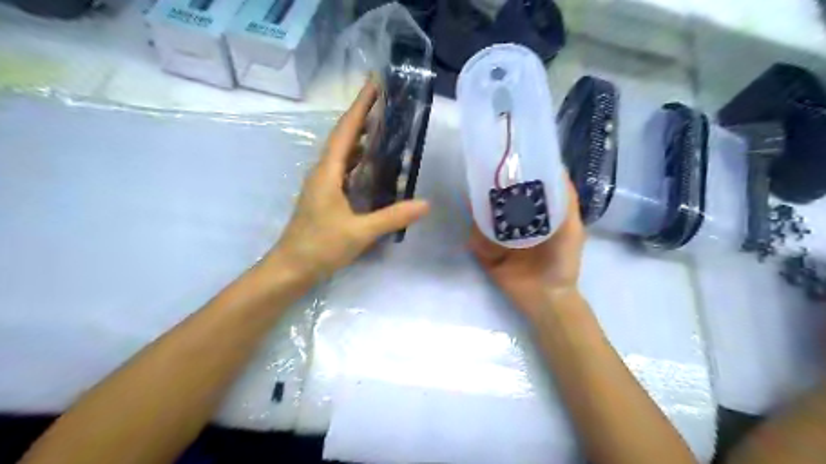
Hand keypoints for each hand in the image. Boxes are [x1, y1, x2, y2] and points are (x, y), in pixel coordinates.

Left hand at [272, 81, 432, 280]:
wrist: (290, 268)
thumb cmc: (320, 247)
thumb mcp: (360, 232)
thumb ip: (393, 217)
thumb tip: (425, 203)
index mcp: (327, 172)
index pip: (347, 131)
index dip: (361, 106)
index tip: (374, 84)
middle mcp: (322, 172)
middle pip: (343, 137)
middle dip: (362, 117)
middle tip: (385, 103)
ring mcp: (321, 185)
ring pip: (342, 153)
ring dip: (360, 138)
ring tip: (382, 128)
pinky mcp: (324, 197)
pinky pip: (342, 169)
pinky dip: (357, 160)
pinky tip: (371, 166)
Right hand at [470, 178, 586, 315]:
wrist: (545, 297)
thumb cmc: (562, 262)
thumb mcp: (571, 229)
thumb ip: (566, 203)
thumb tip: (558, 168)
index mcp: (534, 216)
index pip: (522, 190)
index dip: (516, 175)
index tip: (507, 158)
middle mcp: (515, 224)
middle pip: (501, 202)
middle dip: (493, 188)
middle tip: (484, 170)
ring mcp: (499, 239)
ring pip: (486, 217)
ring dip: (480, 205)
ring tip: (474, 189)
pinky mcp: (486, 253)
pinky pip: (476, 237)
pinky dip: (474, 228)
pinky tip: (471, 216)